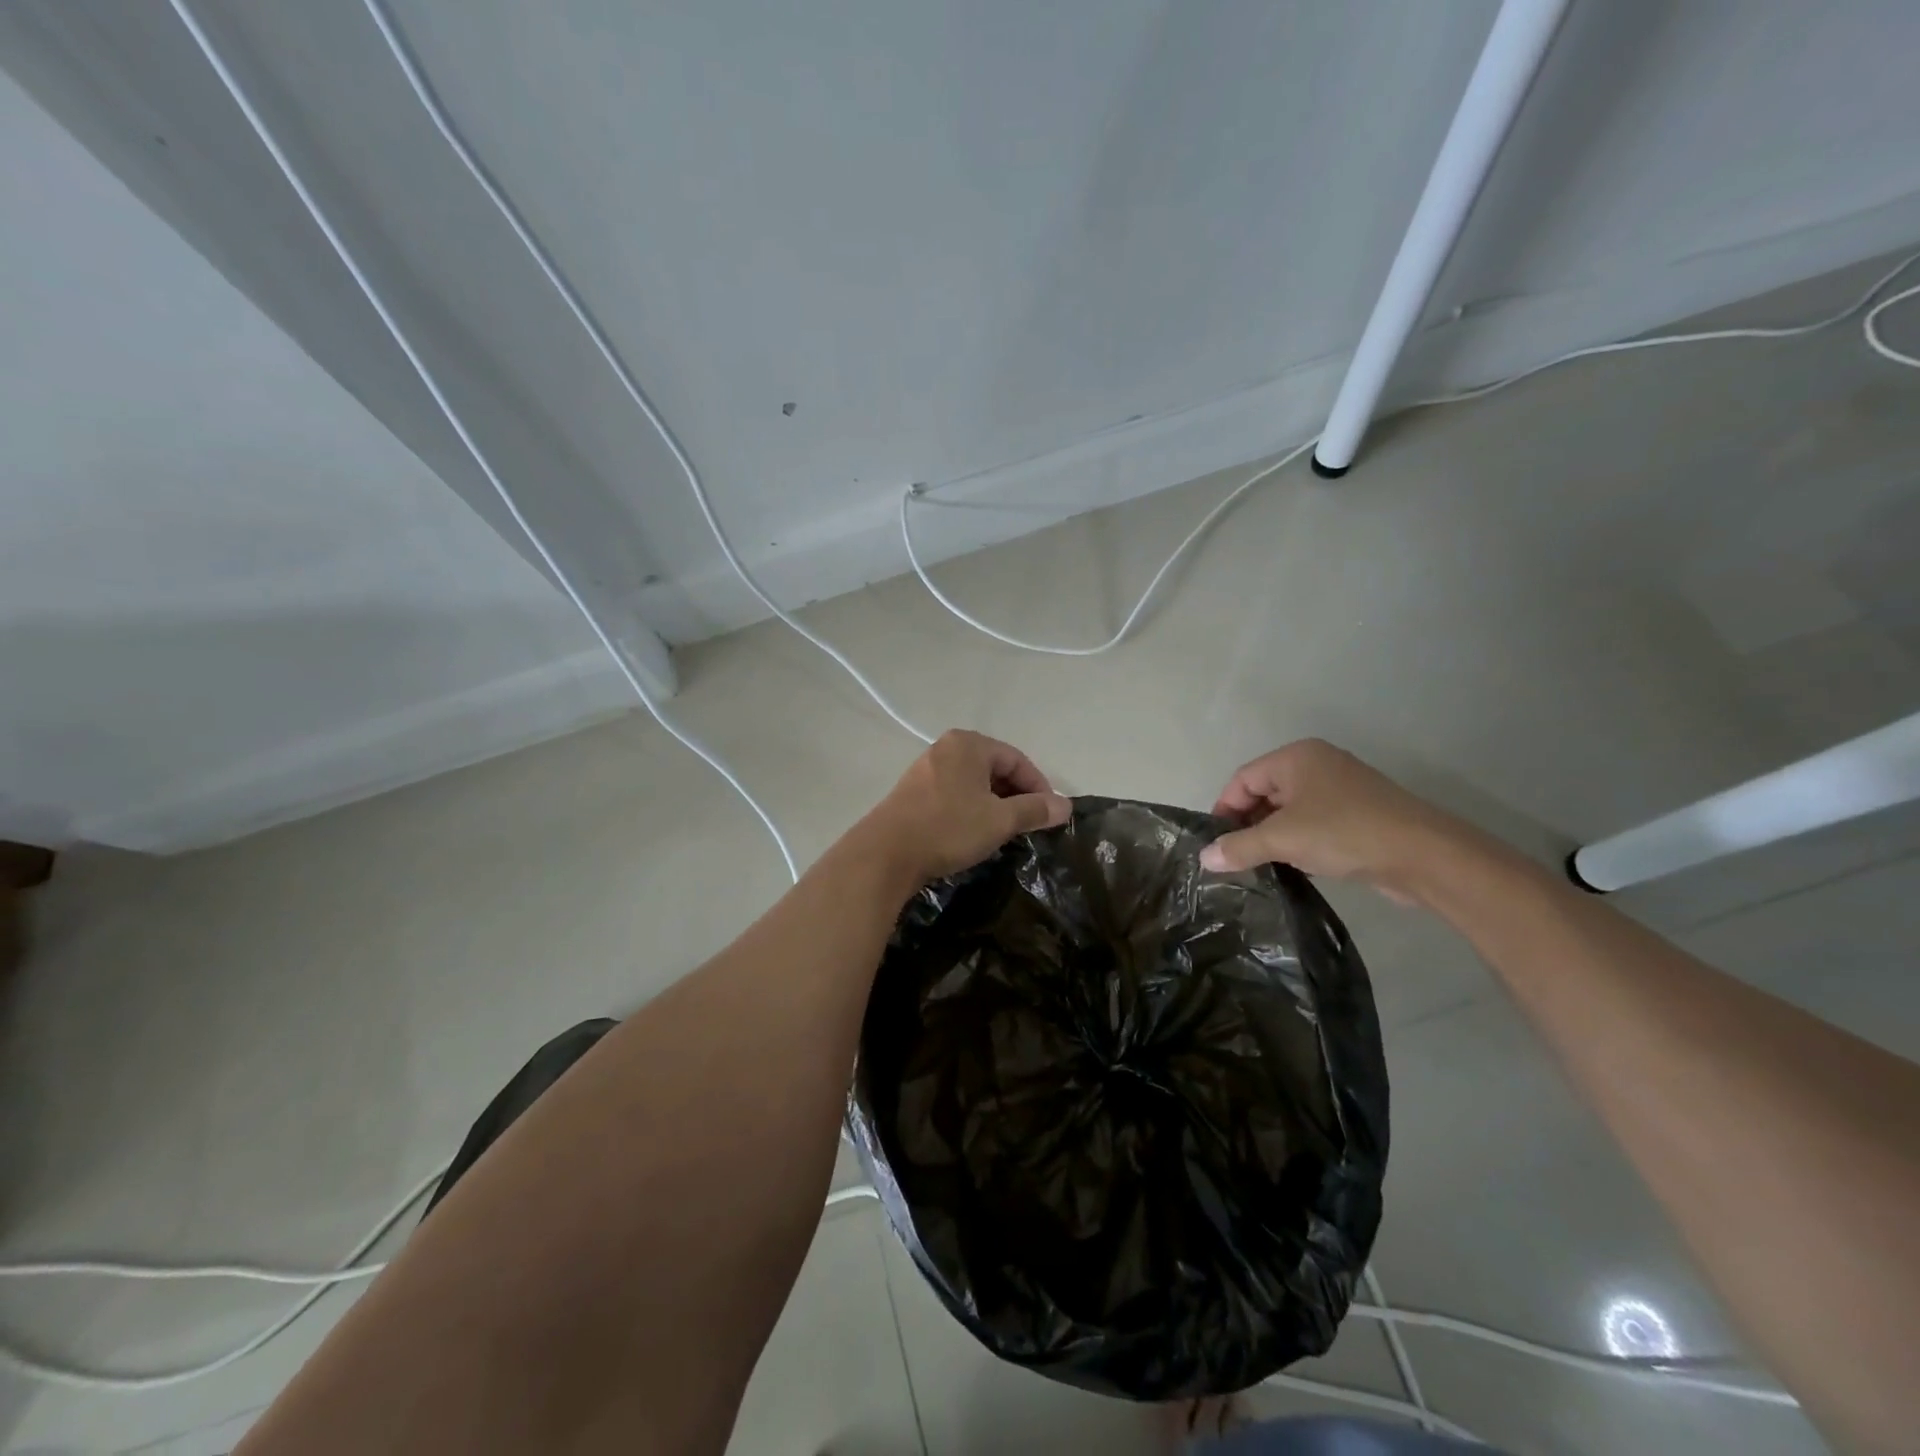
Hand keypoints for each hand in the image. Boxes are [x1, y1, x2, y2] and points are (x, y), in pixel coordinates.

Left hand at [864, 730, 1071, 885]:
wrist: (886, 853)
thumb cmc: (949, 828)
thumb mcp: (999, 820)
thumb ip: (1034, 810)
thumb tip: (1065, 806)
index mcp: (969, 744)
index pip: (1017, 759)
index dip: (1039, 786)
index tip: (1050, 815)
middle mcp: (946, 748)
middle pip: (994, 768)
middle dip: (1016, 796)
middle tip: (1029, 825)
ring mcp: (926, 769)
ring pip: (973, 783)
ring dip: (994, 805)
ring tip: (1005, 831)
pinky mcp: (913, 793)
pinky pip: (954, 794)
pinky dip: (971, 810)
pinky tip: (974, 833)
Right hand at [1199, 739, 1476, 903]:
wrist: (1424, 856)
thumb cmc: (1344, 833)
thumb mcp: (1283, 839)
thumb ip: (1239, 846)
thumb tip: (1205, 857)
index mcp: (1296, 757)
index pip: (1243, 779)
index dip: (1224, 809)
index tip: (1216, 844)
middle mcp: (1317, 765)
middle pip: (1265, 792)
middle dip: (1247, 825)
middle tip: (1235, 858)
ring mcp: (1340, 789)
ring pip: (1289, 810)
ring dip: (1272, 836)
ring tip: (1260, 865)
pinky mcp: (1358, 814)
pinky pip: (1313, 823)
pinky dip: (1298, 842)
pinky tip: (1294, 866)